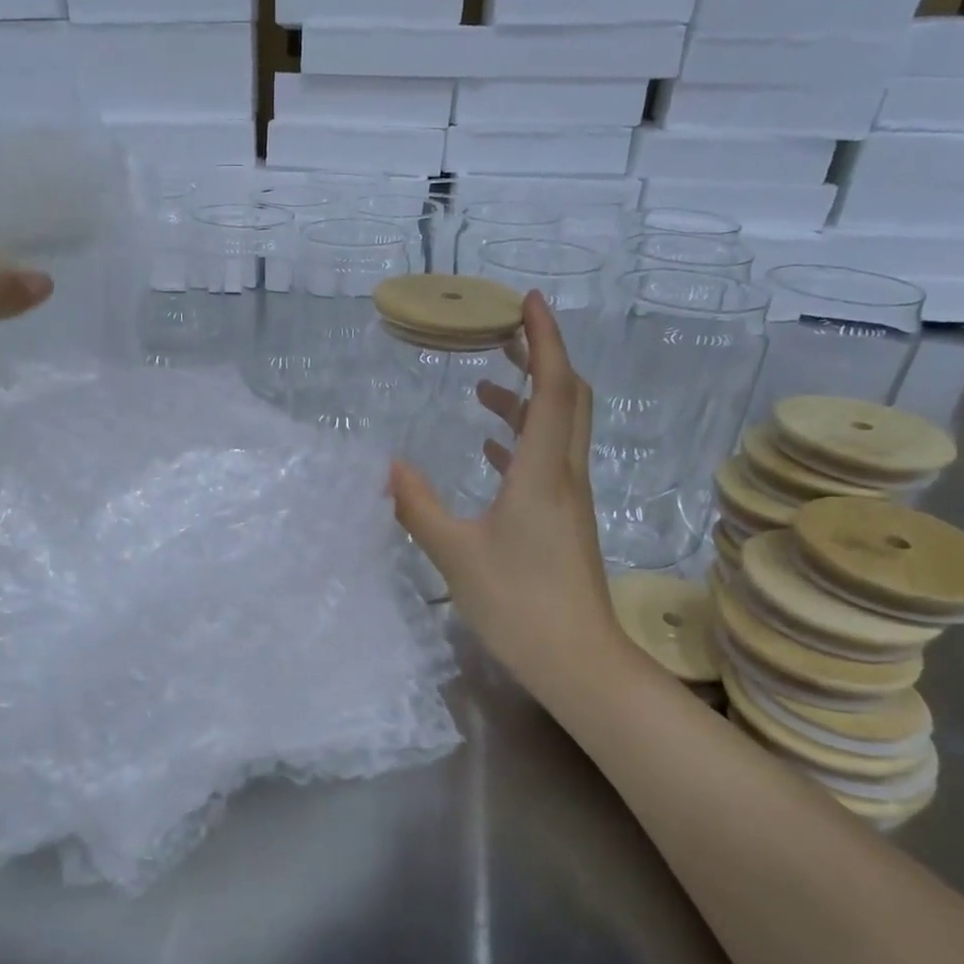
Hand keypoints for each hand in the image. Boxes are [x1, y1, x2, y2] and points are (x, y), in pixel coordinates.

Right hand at [390, 293, 625, 695]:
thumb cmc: (518, 604)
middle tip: (504, 335)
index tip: (528, 301)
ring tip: (486, 389)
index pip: (553, 387)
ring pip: (559, 430)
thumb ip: (418, 505)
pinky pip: (549, 462)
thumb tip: (385, 465)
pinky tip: (492, 450)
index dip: (544, 339)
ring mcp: (569, 499)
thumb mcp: (455, 552)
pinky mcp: (565, 522)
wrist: (578, 662)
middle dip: (541, 358)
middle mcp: (565, 475)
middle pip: (567, 398)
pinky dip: (524, 441)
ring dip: (529, 400)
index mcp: (543, 471)